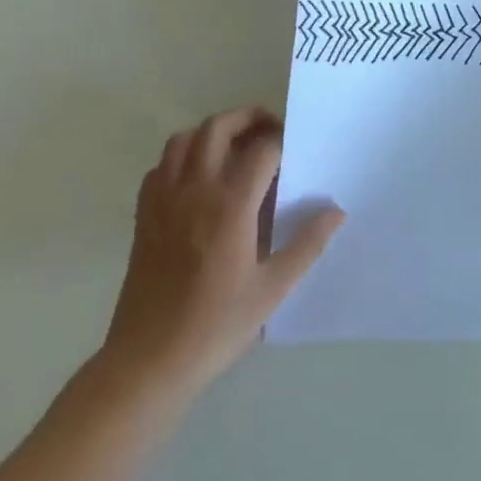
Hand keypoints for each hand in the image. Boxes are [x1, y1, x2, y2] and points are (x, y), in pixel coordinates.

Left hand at [99, 107, 343, 395]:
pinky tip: (198, 179)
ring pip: (184, 139)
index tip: (296, 151)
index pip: (262, 150)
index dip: (282, 142)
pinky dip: (181, 157)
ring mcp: (164, 200)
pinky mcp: (144, 215)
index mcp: (230, 205)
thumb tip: (335, 210)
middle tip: (269, 130)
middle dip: (247, 118)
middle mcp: (195, 190)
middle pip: (218, 128)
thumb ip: (307, 244)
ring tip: (235, 147)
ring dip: (211, 132)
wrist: (147, 362)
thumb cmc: (215, 326)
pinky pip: (161, 166)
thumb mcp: (273, 289)